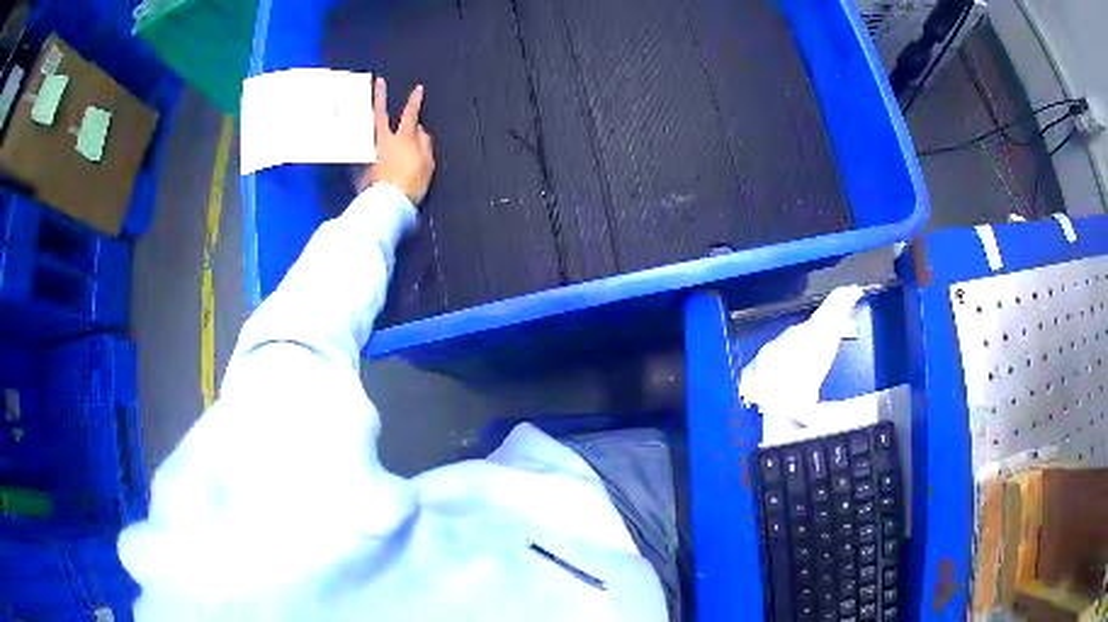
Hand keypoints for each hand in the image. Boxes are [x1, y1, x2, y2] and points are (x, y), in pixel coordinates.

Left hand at [357, 77, 435, 205]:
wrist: (388, 203)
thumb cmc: (411, 184)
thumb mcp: (427, 164)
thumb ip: (424, 143)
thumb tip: (420, 128)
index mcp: (403, 138)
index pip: (410, 114)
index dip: (414, 101)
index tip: (417, 88)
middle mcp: (383, 140)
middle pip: (380, 114)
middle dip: (380, 96)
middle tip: (377, 82)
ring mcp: (369, 151)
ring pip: (365, 129)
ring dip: (363, 116)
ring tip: (358, 106)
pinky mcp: (359, 165)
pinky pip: (359, 149)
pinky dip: (356, 141)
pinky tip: (351, 137)